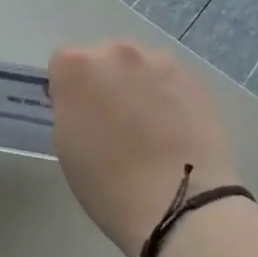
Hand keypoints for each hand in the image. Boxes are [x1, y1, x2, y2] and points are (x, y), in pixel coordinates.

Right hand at [47, 40, 240, 256]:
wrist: (180, 205)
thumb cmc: (108, 182)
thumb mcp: (65, 143)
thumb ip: (69, 108)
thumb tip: (85, 102)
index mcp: (75, 65)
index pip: (63, 65)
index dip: (68, 91)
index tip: (79, 117)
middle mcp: (116, 52)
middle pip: (103, 58)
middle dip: (104, 81)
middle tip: (114, 121)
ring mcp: (159, 62)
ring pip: (139, 67)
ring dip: (138, 85)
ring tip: (150, 126)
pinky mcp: (194, 79)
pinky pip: (170, 81)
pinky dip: (168, 97)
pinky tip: (174, 130)